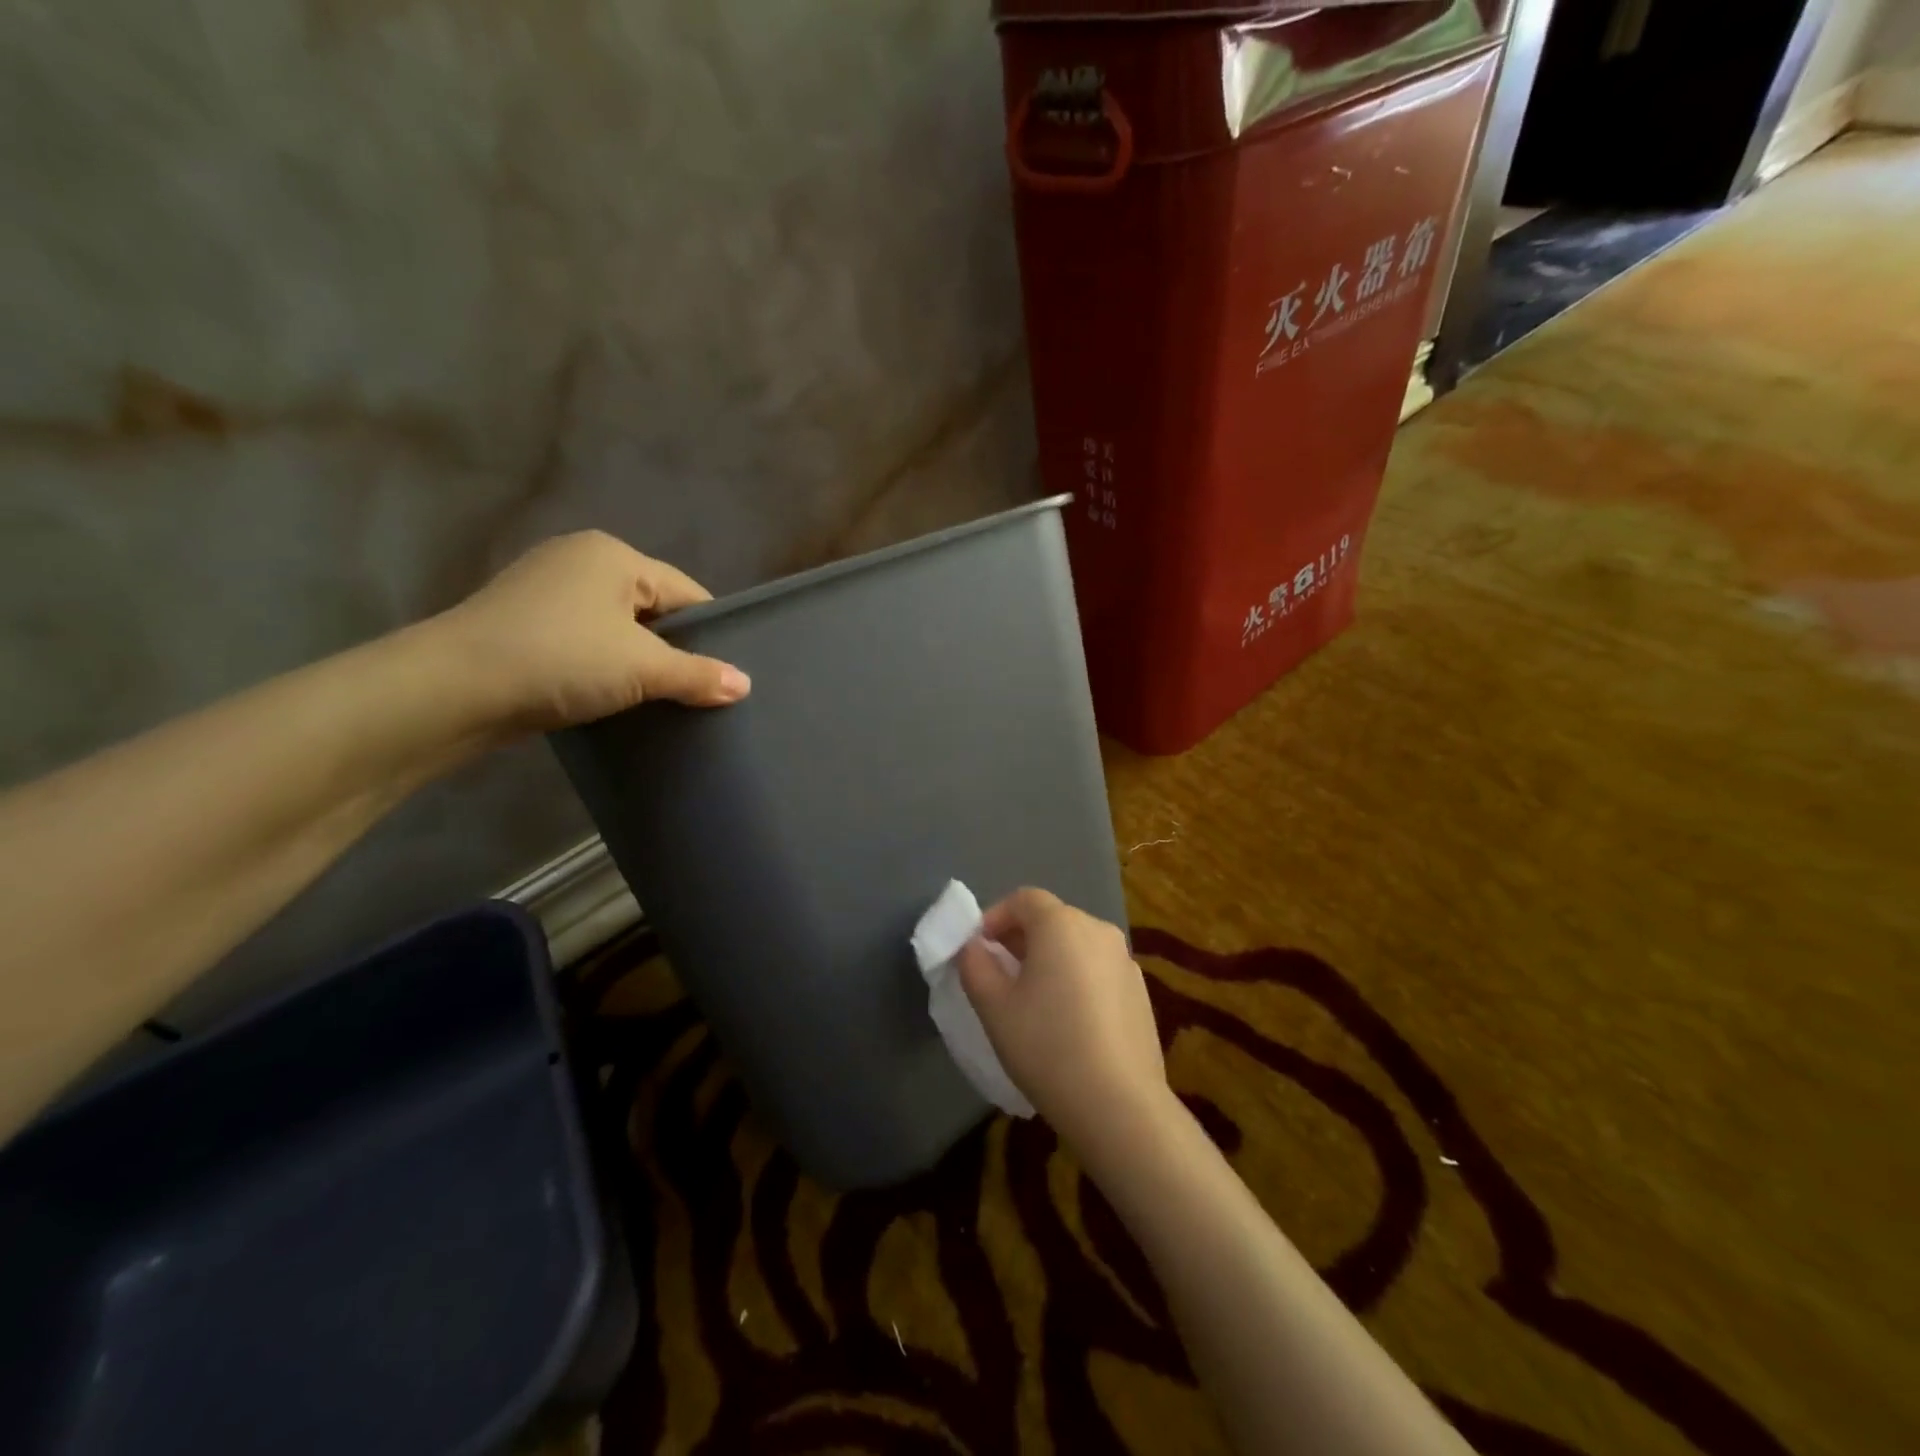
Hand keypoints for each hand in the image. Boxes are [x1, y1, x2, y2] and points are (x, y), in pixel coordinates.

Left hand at [433, 531, 749, 734]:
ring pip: (617, 628)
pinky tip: (609, 696)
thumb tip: (744, 685)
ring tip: (655, 701)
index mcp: (614, 555)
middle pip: (652, 609)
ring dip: (637, 662)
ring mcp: (545, 590)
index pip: (686, 593)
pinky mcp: (522, 622)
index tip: (724, 676)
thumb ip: (698, 675)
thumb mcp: (642, 669)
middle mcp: (580, 560)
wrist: (453, 688)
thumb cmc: (562, 659)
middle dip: (673, 650)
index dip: (710, 635)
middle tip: (694, 694)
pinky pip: (584, 641)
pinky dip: (602, 666)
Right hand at [956, 889, 1167, 1155]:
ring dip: (1050, 959)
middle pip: (1052, 919)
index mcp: (1061, 924)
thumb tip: (972, 947)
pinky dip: (1077, 980)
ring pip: (1076, 945)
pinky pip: (1098, 970)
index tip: (978, 949)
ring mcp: (1125, 961)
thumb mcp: (994, 1007)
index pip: (1023, 899)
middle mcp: (1098, 930)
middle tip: (999, 975)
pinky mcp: (1141, 992)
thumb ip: (975, 966)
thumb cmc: (1047, 1047)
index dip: (995, 917)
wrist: (1119, 1105)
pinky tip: (1068, 1022)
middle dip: (1021, 939)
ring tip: (1031, 1000)